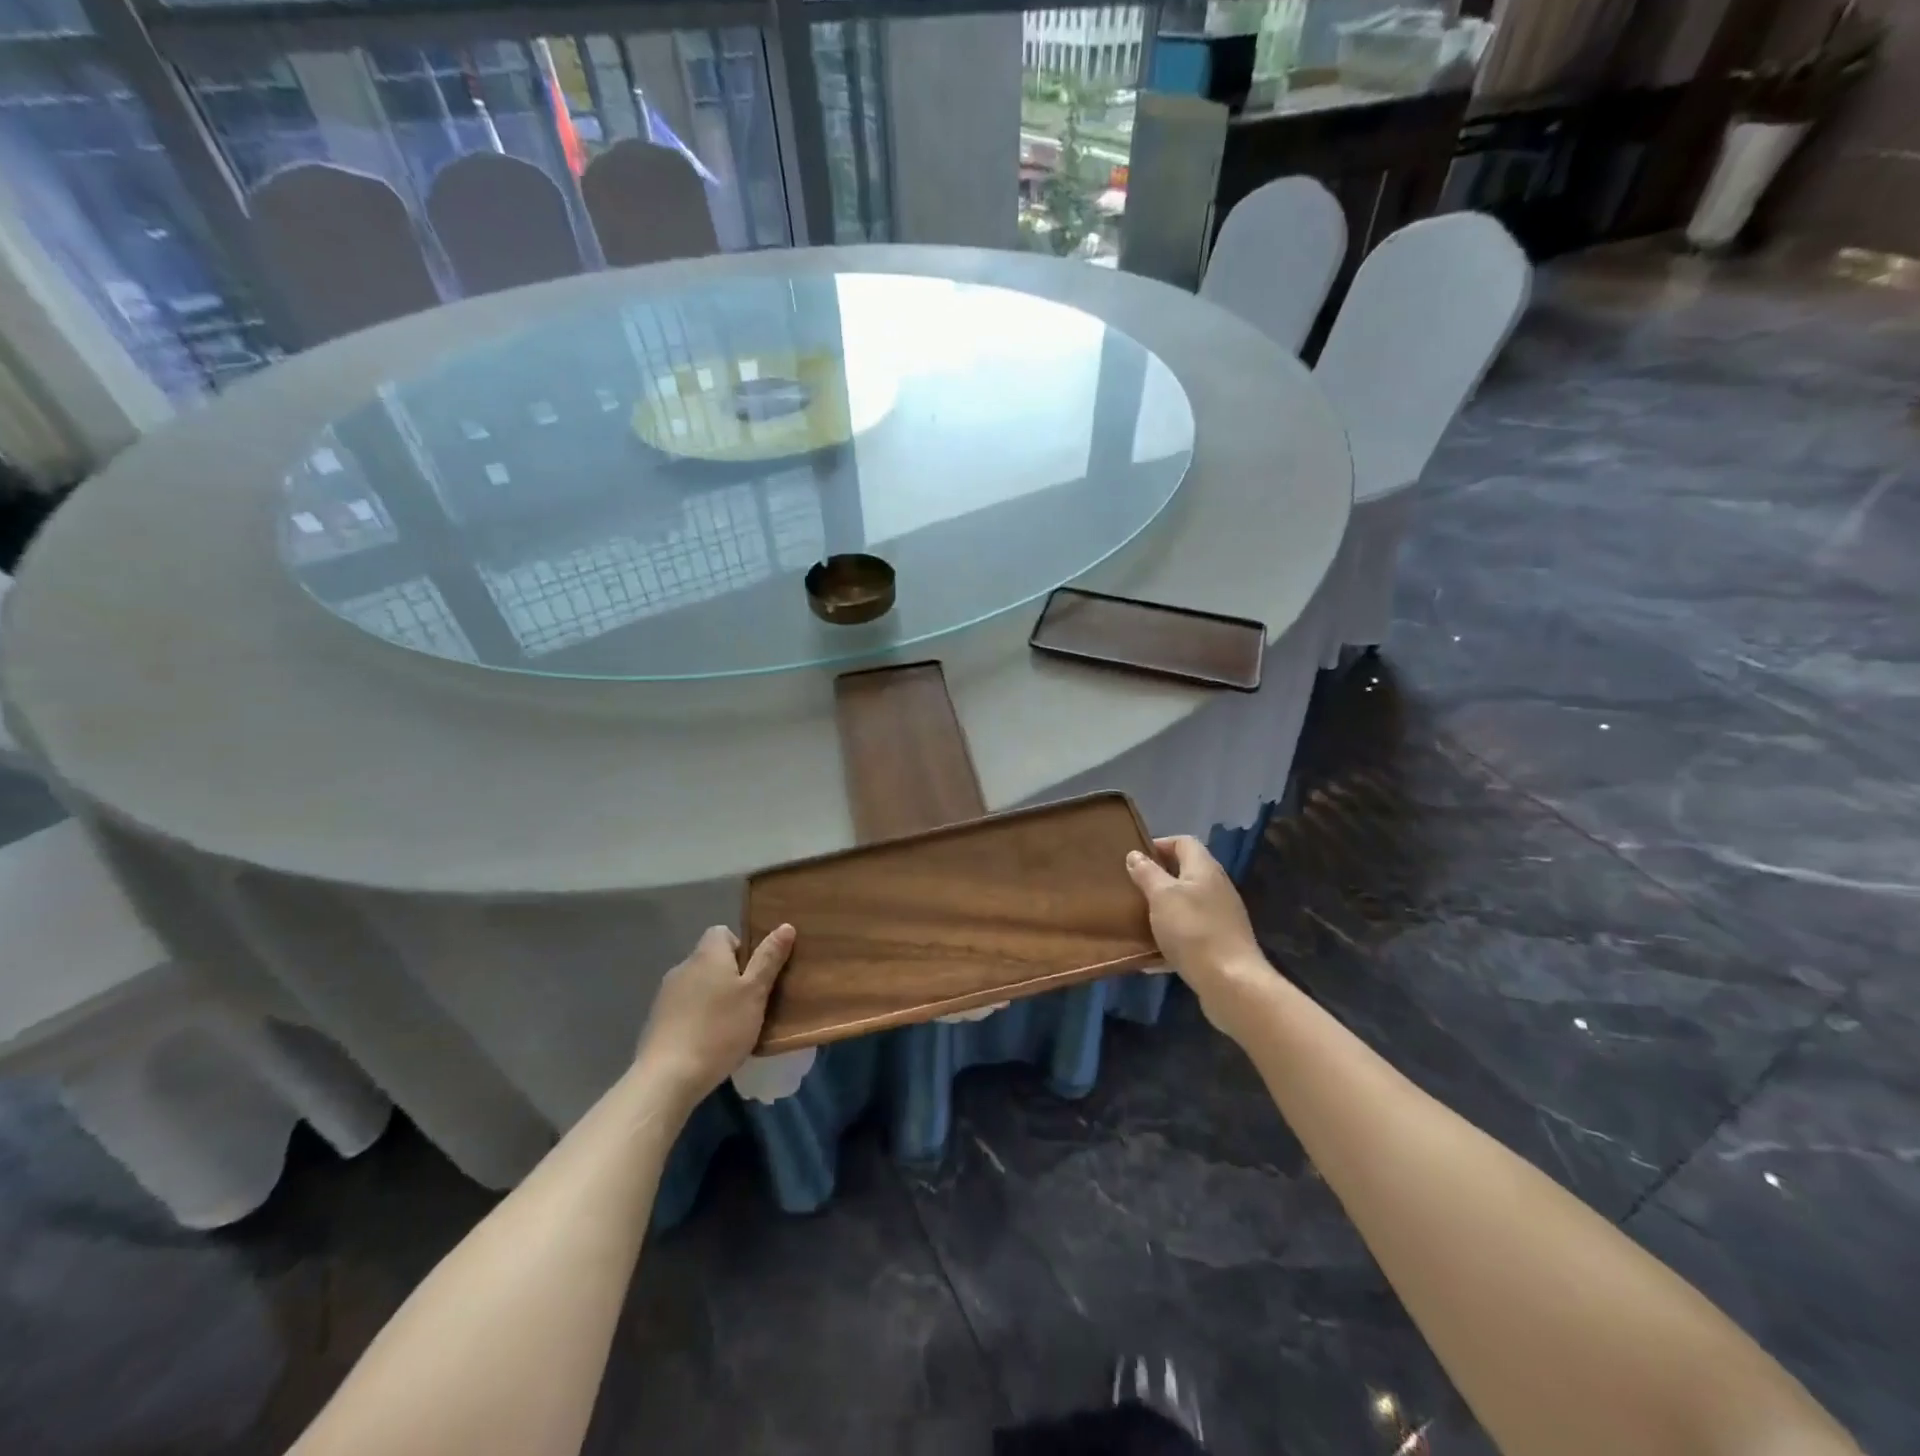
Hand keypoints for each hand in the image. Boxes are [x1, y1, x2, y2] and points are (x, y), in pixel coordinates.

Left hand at [635, 924, 794, 1110]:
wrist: (667, 1077)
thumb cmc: (719, 1029)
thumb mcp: (755, 993)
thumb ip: (769, 959)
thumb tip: (785, 926)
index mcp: (707, 954)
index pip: (723, 932)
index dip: (742, 947)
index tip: (755, 973)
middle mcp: (683, 966)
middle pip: (711, 960)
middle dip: (731, 976)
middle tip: (750, 1002)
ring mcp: (665, 994)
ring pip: (698, 985)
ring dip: (713, 998)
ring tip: (731, 1026)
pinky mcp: (656, 1021)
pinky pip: (684, 1008)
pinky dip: (697, 1017)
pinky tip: (708, 1042)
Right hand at [1125, 836, 1270, 1039]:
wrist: (1231, 982)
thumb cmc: (1192, 930)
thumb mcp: (1162, 896)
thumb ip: (1147, 873)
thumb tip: (1135, 854)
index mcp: (1205, 869)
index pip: (1183, 842)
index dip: (1159, 844)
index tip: (1134, 859)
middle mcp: (1217, 887)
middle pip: (1186, 872)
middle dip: (1158, 878)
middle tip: (1132, 889)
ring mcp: (1222, 916)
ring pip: (1187, 904)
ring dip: (1164, 909)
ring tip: (1138, 918)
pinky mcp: (1220, 943)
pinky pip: (1191, 932)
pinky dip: (1172, 937)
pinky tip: (1153, 954)